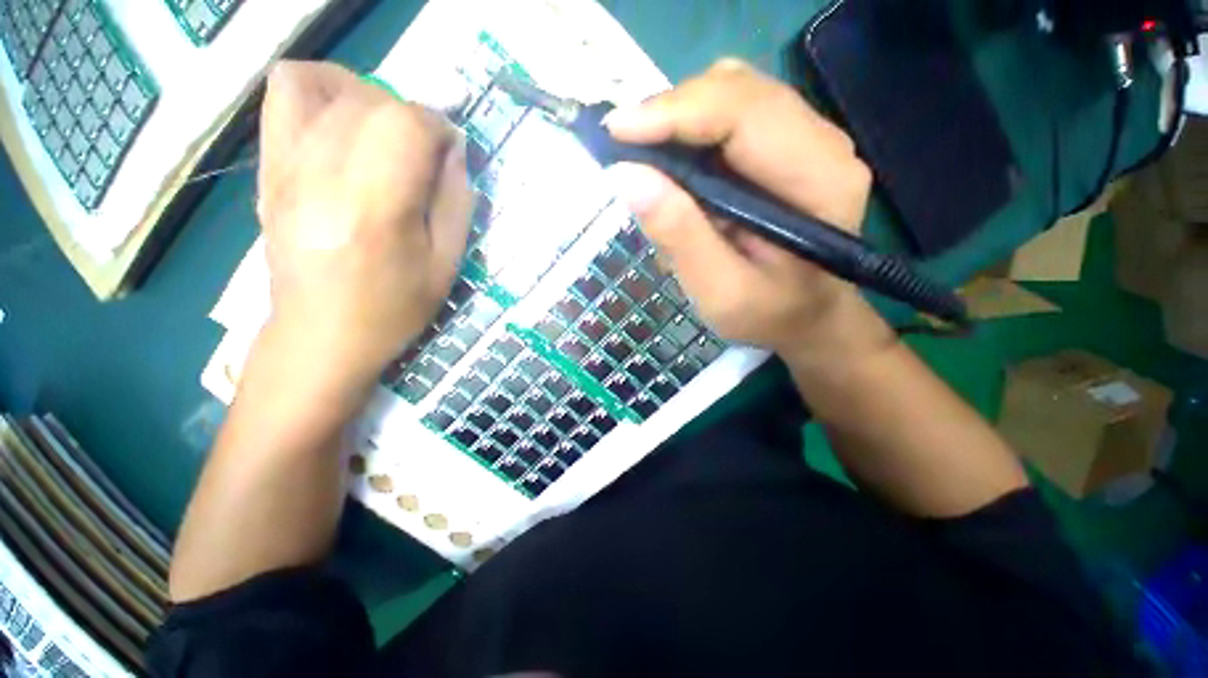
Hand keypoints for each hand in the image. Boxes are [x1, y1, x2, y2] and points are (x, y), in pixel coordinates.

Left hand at [256, 61, 472, 382]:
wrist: (322, 335)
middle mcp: (324, 176)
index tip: (451, 155)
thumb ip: (456, 201)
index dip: (439, 128)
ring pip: (330, 86)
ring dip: (372, 99)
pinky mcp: (270, 166)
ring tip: (386, 135)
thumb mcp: (446, 264)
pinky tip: (343, 117)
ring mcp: (288, 165)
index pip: (407, 125)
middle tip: (423, 155)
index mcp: (376, 210)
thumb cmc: (394, 308)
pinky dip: (321, 87)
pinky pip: (285, 93)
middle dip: (412, 118)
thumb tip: (454, 149)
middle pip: (372, 102)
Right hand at [605, 59, 893, 365]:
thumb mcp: (720, 292)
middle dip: (670, 113)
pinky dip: (689, 133)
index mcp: (817, 177)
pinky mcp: (783, 146)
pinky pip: (729, 115)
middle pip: (735, 89)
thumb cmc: (768, 313)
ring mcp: (803, 137)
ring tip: (645, 162)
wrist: (806, 315)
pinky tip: (673, 170)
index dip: (673, 113)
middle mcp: (819, 141)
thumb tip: (627, 177)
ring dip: (677, 121)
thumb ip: (680, 237)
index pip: (743, 112)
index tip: (615, 133)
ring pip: (729, 94)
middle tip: (624, 150)